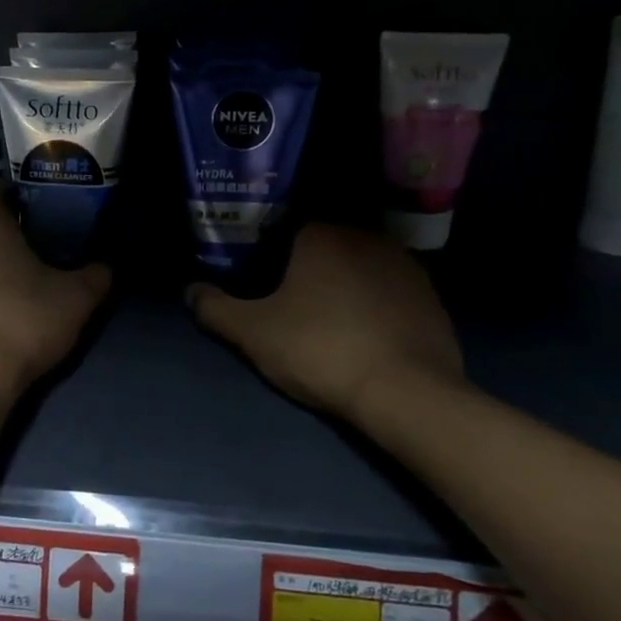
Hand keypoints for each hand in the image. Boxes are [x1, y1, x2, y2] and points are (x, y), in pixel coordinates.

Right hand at [187, 224, 462, 420]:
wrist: (406, 392)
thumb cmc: (320, 349)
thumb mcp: (254, 333)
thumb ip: (216, 308)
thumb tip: (191, 291)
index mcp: (321, 234)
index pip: (286, 227)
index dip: (269, 251)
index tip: (260, 278)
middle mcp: (365, 236)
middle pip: (325, 244)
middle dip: (307, 267)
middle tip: (289, 300)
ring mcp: (404, 264)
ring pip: (360, 265)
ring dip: (343, 283)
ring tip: (328, 318)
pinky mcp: (430, 295)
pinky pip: (389, 290)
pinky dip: (375, 303)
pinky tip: (365, 332)